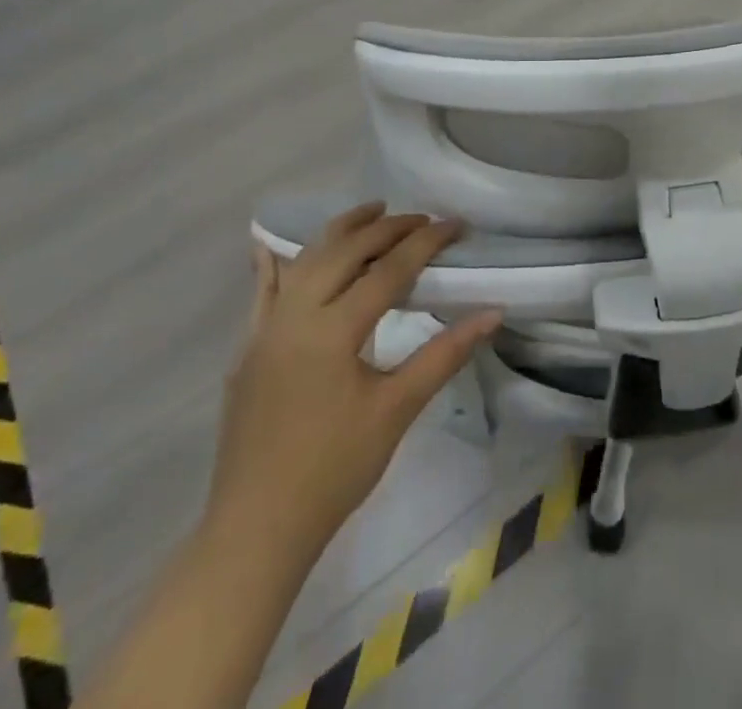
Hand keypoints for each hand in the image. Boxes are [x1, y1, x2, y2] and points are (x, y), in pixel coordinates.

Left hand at [205, 205, 499, 572]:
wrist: (256, 531)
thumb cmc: (334, 471)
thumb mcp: (397, 410)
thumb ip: (445, 354)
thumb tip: (493, 312)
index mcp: (332, 331)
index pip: (388, 269)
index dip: (426, 242)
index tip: (456, 224)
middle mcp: (294, 317)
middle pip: (344, 251)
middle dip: (387, 227)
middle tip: (423, 219)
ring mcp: (263, 331)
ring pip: (304, 261)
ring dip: (341, 231)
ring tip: (373, 211)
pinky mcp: (247, 350)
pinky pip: (262, 292)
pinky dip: (275, 264)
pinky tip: (270, 245)